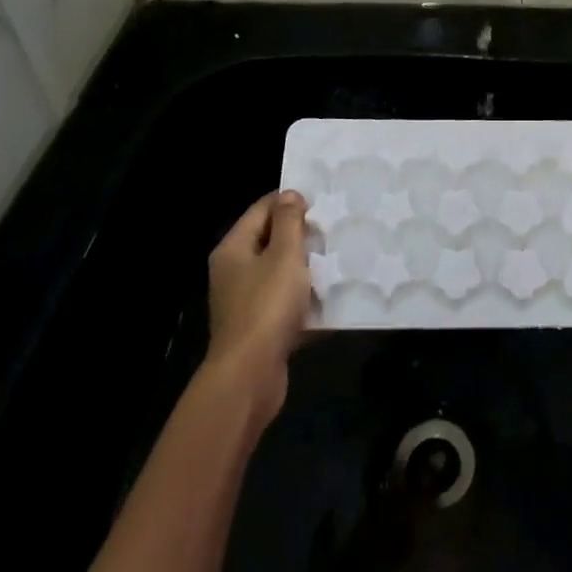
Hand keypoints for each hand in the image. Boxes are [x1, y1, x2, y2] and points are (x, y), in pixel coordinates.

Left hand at [205, 191, 310, 420]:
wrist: (249, 376)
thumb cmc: (266, 307)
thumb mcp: (284, 255)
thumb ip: (289, 222)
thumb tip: (289, 195)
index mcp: (234, 248)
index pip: (262, 209)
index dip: (290, 201)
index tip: (322, 202)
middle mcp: (234, 271)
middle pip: (270, 240)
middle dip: (301, 235)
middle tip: (333, 229)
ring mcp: (245, 301)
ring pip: (280, 273)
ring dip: (305, 268)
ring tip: (337, 259)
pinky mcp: (258, 327)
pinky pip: (284, 303)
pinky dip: (303, 299)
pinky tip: (329, 297)